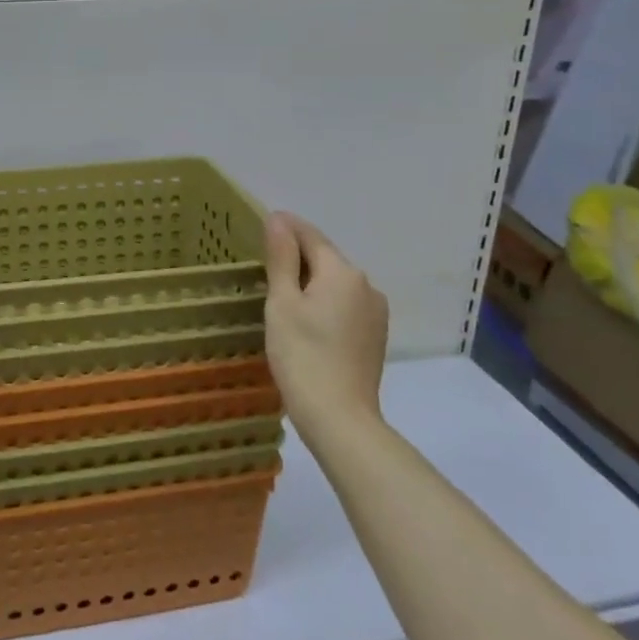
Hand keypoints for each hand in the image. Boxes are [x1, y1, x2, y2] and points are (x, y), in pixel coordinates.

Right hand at [263, 212, 389, 450]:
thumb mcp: (282, 303)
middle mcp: (365, 285)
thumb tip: (278, 220)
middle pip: (326, 258)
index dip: (286, 227)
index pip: (310, 236)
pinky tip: (306, 319)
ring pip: (336, 283)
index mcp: (342, 272)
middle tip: (265, 261)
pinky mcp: (374, 336)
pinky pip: (345, 304)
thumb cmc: (302, 355)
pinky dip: (324, 302)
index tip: (263, 222)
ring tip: (282, 291)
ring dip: (311, 280)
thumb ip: (282, 258)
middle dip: (298, 255)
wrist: (340, 419)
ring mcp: (375, 312)